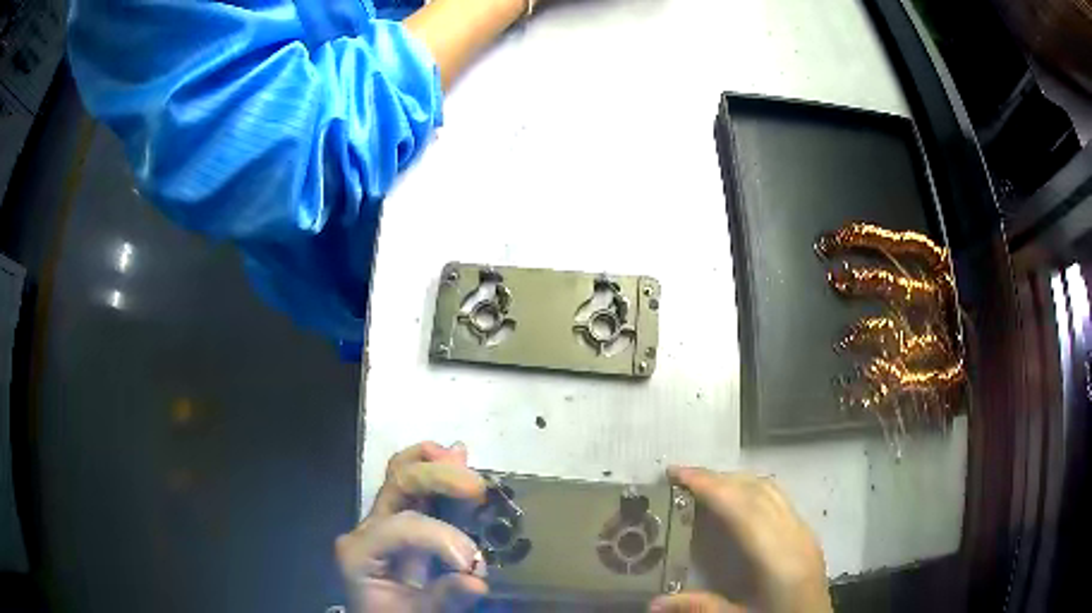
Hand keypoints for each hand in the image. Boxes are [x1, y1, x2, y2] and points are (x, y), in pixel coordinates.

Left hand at [336, 442, 488, 612]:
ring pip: (401, 472)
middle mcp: (368, 527)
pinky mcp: (401, 519)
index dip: (441, 538)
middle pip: (398, 483)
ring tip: (461, 456)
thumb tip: (477, 580)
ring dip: (436, 463)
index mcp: (361, 552)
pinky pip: (414, 484)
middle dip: (438, 478)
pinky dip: (436, 467)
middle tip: (476, 488)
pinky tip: (456, 455)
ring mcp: (383, 519)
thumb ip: (443, 598)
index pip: (402, 527)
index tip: (474, 565)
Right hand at [650, 468, 832, 612]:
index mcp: (779, 559)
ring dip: (735, 481)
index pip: (744, 509)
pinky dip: (751, 490)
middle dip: (718, 478)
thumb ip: (701, 607)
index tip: (678, 473)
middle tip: (680, 475)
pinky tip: (735, 500)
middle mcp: (795, 535)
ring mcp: (804, 531)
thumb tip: (653, 602)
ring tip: (702, 483)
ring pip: (771, 490)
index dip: (711, 487)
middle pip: (757, 492)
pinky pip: (778, 499)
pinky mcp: (806, 534)